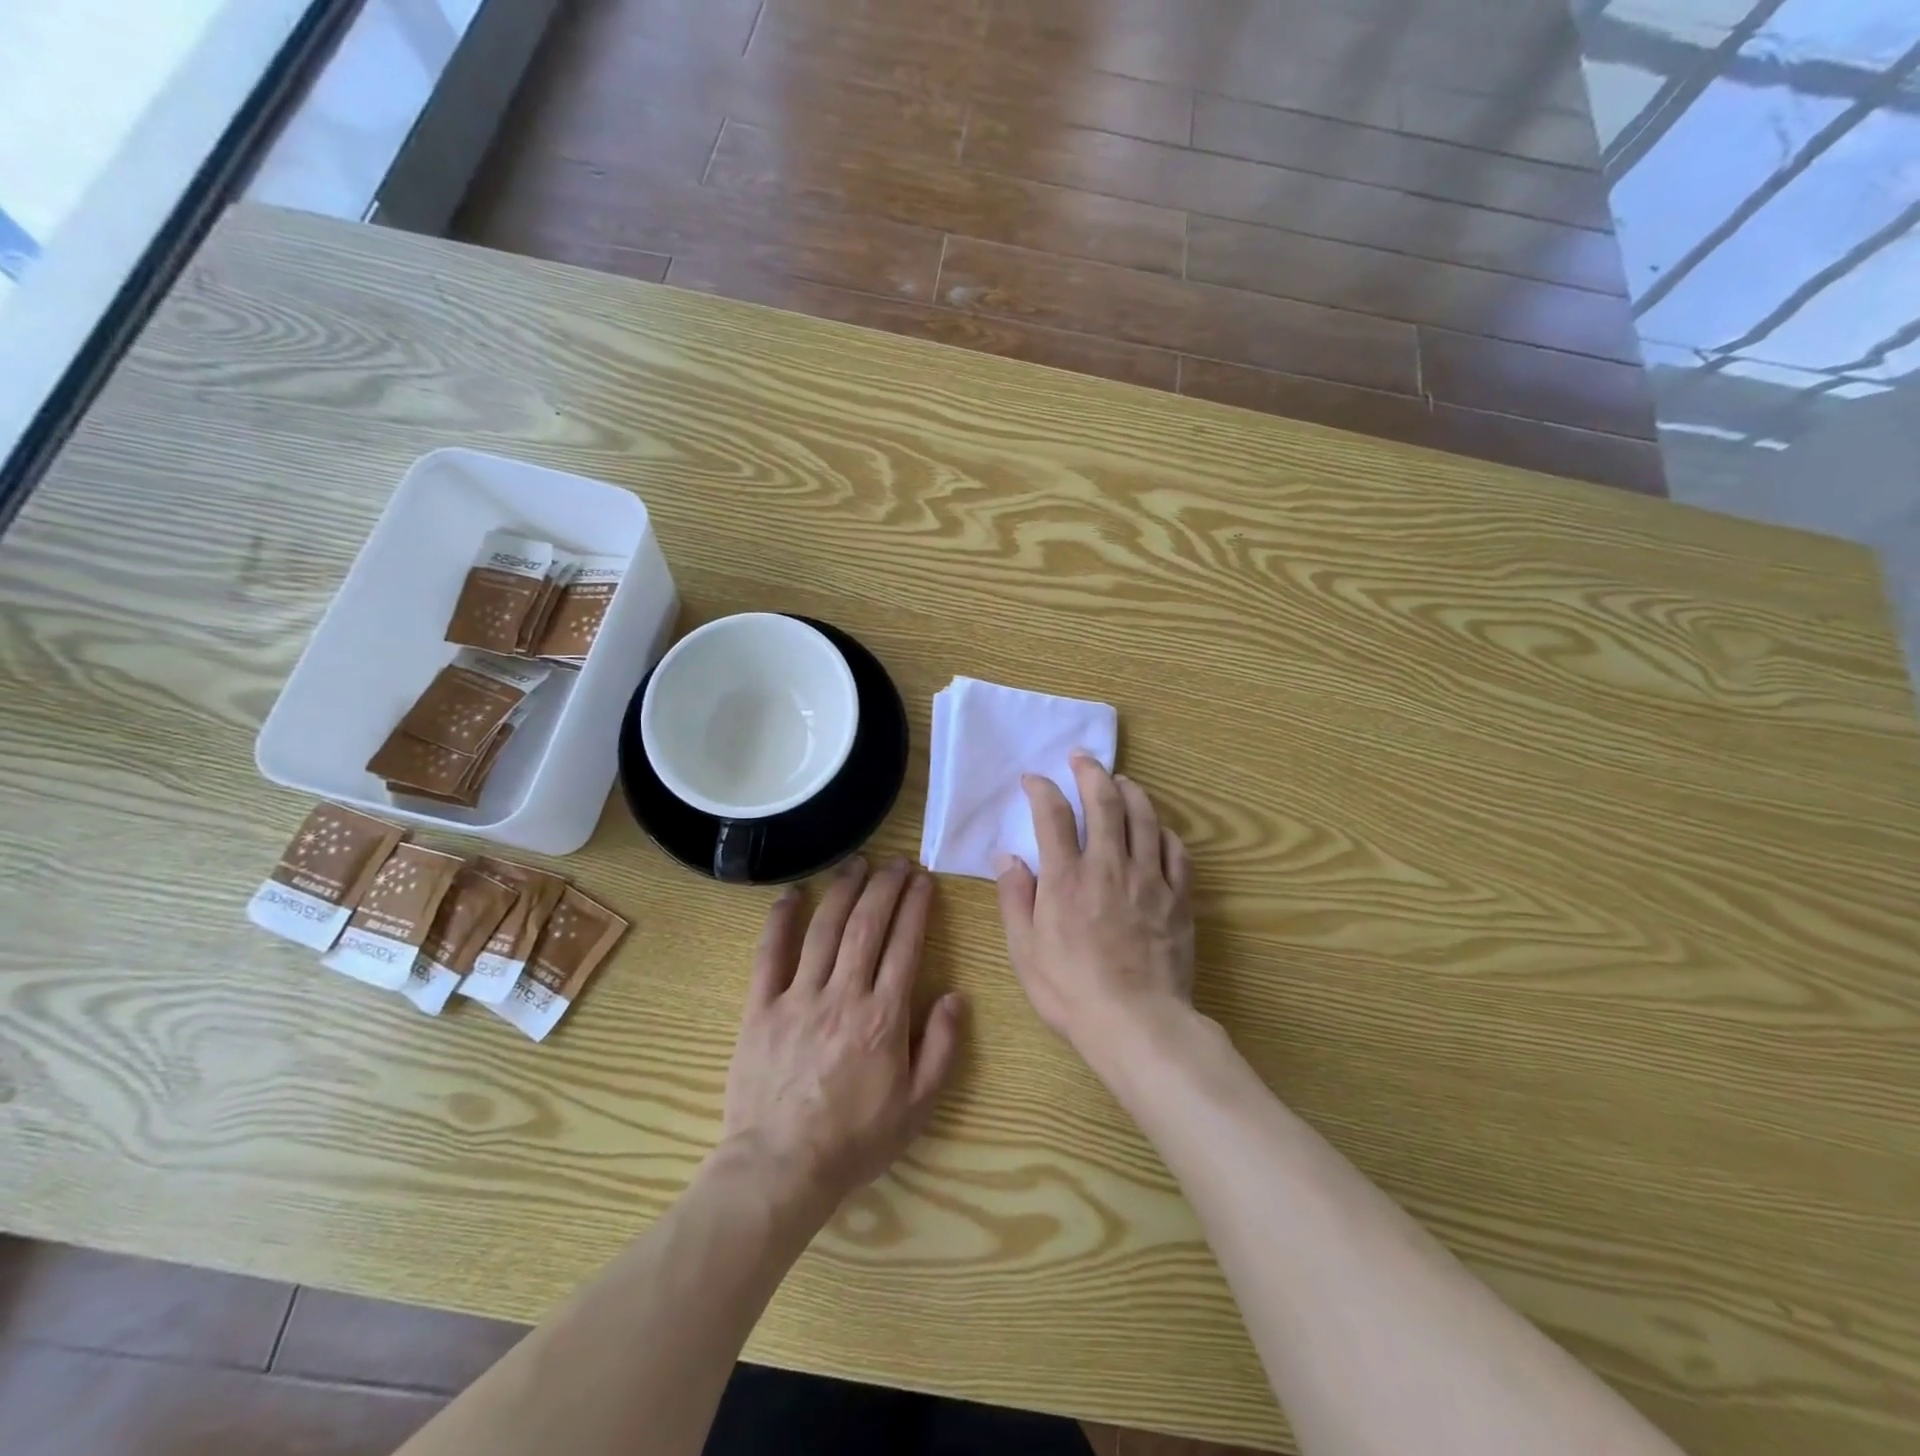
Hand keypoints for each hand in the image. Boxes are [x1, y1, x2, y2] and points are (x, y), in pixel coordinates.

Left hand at [720, 857, 964, 1215]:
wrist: (781, 1169)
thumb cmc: (855, 1140)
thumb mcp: (918, 1107)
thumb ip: (942, 1049)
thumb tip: (955, 997)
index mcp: (883, 1017)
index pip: (905, 945)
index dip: (916, 907)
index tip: (923, 880)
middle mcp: (843, 995)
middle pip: (867, 926)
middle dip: (885, 887)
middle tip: (897, 862)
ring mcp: (798, 997)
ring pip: (825, 930)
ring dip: (843, 891)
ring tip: (857, 863)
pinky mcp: (760, 1008)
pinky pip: (769, 954)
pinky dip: (780, 920)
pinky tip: (792, 894)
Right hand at [995, 754, 1195, 1059]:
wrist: (1137, 1024)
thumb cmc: (1071, 991)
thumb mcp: (1024, 950)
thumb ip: (1014, 898)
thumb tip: (1007, 857)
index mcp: (1066, 877)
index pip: (1051, 815)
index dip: (1041, 789)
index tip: (1034, 780)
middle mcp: (1108, 865)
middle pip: (1103, 801)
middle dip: (1090, 771)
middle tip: (1081, 757)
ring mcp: (1148, 878)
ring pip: (1144, 817)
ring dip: (1130, 790)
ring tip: (1120, 780)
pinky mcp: (1178, 897)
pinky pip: (1176, 851)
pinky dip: (1164, 831)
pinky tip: (1157, 830)